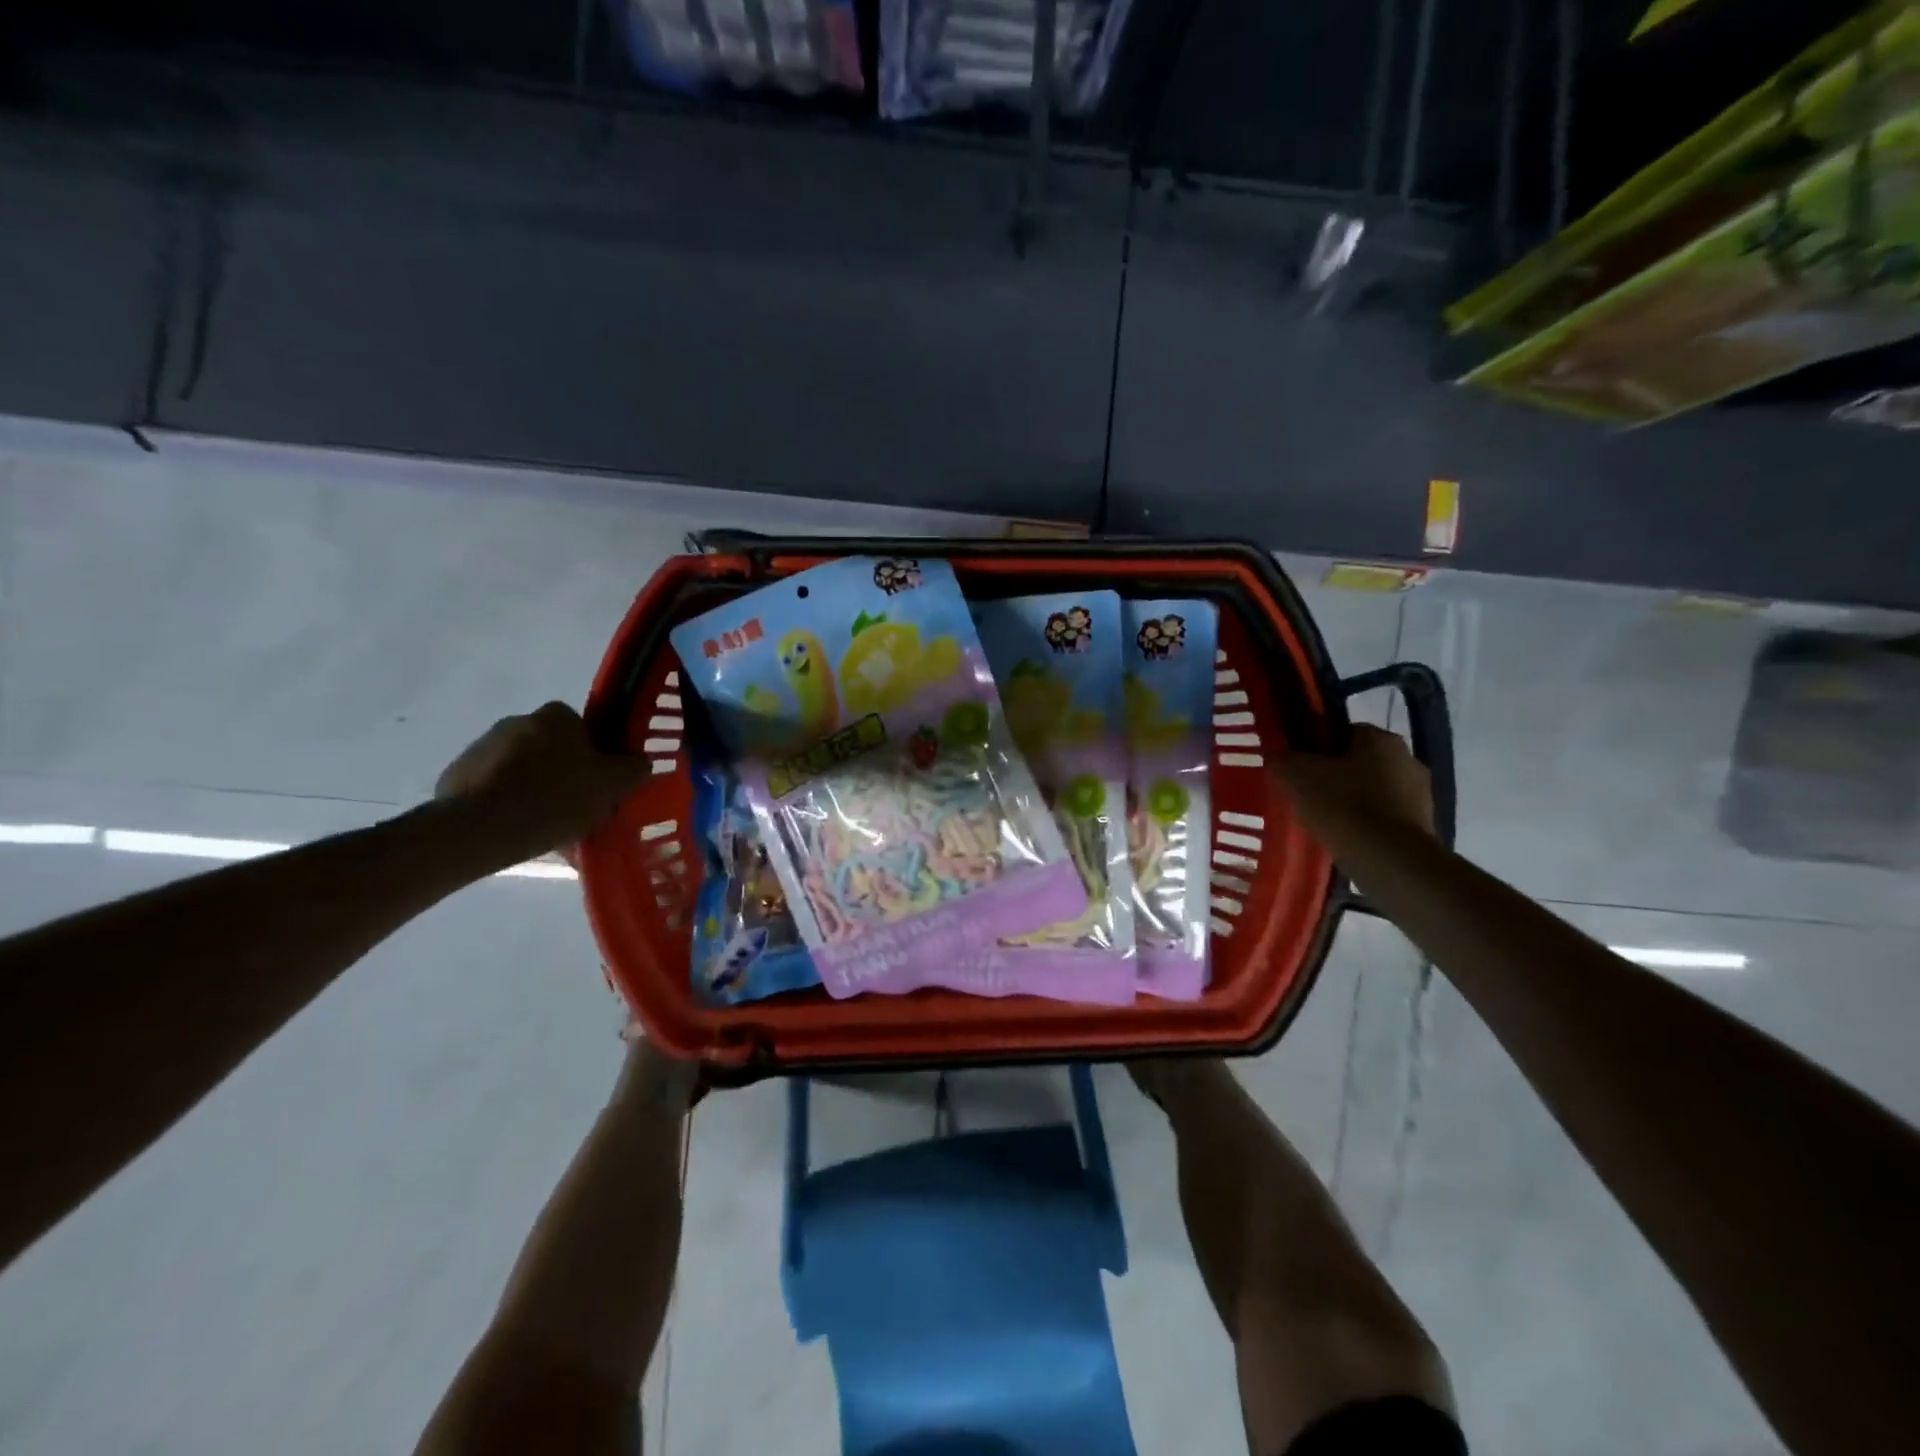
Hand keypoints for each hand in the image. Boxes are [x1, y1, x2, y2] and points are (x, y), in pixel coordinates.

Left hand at [435, 702, 651, 859]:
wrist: (478, 830)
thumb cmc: (554, 797)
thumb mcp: (612, 784)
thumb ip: (633, 768)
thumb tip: (639, 762)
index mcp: (555, 716)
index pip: (585, 729)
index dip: (597, 757)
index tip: (600, 785)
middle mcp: (517, 721)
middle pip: (554, 750)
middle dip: (566, 775)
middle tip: (579, 809)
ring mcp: (481, 748)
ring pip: (524, 772)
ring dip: (537, 792)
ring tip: (549, 829)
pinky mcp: (456, 778)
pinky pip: (495, 790)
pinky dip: (509, 806)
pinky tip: (520, 833)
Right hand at [1276, 724, 1434, 839]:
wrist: (1389, 860)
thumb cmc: (1342, 806)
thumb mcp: (1295, 776)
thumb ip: (1282, 760)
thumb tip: (1278, 758)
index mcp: (1381, 738)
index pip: (1344, 732)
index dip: (1318, 748)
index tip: (1300, 768)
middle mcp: (1408, 759)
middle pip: (1361, 762)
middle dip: (1337, 776)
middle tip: (1308, 795)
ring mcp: (1421, 794)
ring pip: (1375, 790)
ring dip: (1354, 801)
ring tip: (1325, 821)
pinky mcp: (1424, 826)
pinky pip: (1386, 818)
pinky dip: (1367, 825)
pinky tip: (1347, 839)